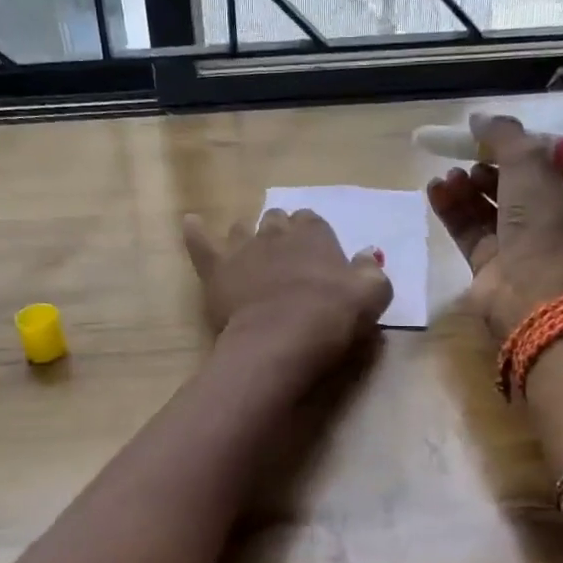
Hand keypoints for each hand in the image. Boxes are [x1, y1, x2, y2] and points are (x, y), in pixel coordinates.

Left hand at [183, 208, 392, 378]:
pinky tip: (191, 223)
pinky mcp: (216, 270)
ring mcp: (242, 248)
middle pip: (277, 221)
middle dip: (281, 234)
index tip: (317, 259)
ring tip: (253, 254)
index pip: (313, 223)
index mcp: (314, 234)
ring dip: (248, 236)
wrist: (279, 341)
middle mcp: (276, 232)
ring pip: (242, 229)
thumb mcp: (371, 295)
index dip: (314, 239)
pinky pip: (200, 243)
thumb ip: (371, 270)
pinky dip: (195, 233)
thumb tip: (368, 254)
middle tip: (287, 260)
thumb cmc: (330, 317)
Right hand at [427, 114, 562, 337]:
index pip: (543, 166)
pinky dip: (451, 209)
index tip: (489, 139)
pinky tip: (434, 191)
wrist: (529, 289)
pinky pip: (466, 228)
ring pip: (484, 208)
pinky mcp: (486, 262)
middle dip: (484, 170)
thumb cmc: (540, 222)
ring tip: (447, 175)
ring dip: (465, 188)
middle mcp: (544, 221)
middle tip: (464, 160)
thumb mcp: (529, 164)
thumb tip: (479, 119)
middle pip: (509, 186)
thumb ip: (504, 135)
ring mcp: (514, 244)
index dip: (516, 150)